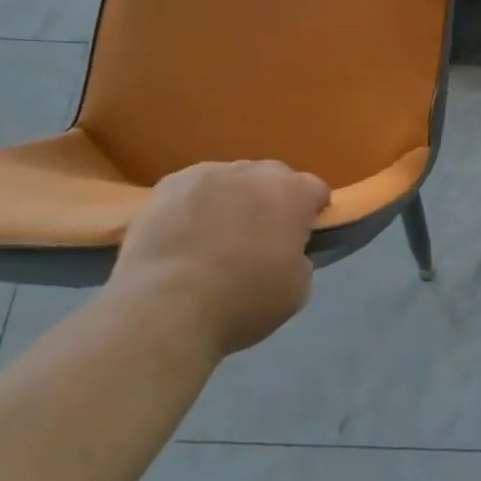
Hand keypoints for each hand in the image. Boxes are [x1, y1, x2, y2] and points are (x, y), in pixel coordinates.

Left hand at [108, 161, 330, 356]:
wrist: (164, 308)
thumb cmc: (241, 302)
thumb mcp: (296, 290)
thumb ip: (299, 258)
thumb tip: (286, 250)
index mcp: (292, 193)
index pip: (315, 190)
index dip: (312, 212)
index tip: (302, 236)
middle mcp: (254, 172)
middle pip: (273, 177)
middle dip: (272, 200)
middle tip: (259, 237)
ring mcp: (209, 173)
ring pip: (231, 179)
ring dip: (232, 199)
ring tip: (215, 236)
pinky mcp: (169, 184)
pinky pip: (193, 188)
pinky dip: (194, 205)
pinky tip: (183, 234)